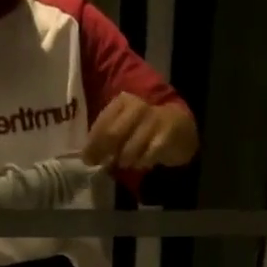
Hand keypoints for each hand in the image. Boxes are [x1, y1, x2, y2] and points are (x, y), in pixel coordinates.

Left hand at [82, 93, 197, 171]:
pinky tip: (141, 162)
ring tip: (126, 162)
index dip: (92, 144)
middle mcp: (137, 107)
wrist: (179, 128)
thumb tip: (88, 157)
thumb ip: (106, 137)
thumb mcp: (123, 125)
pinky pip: (145, 157)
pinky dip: (141, 163)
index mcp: (122, 101)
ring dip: (124, 161)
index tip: (87, 159)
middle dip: (104, 153)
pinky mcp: (165, 136)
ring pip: (129, 150)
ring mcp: (153, 120)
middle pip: (113, 135)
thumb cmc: (144, 129)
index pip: (102, 123)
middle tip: (103, 165)